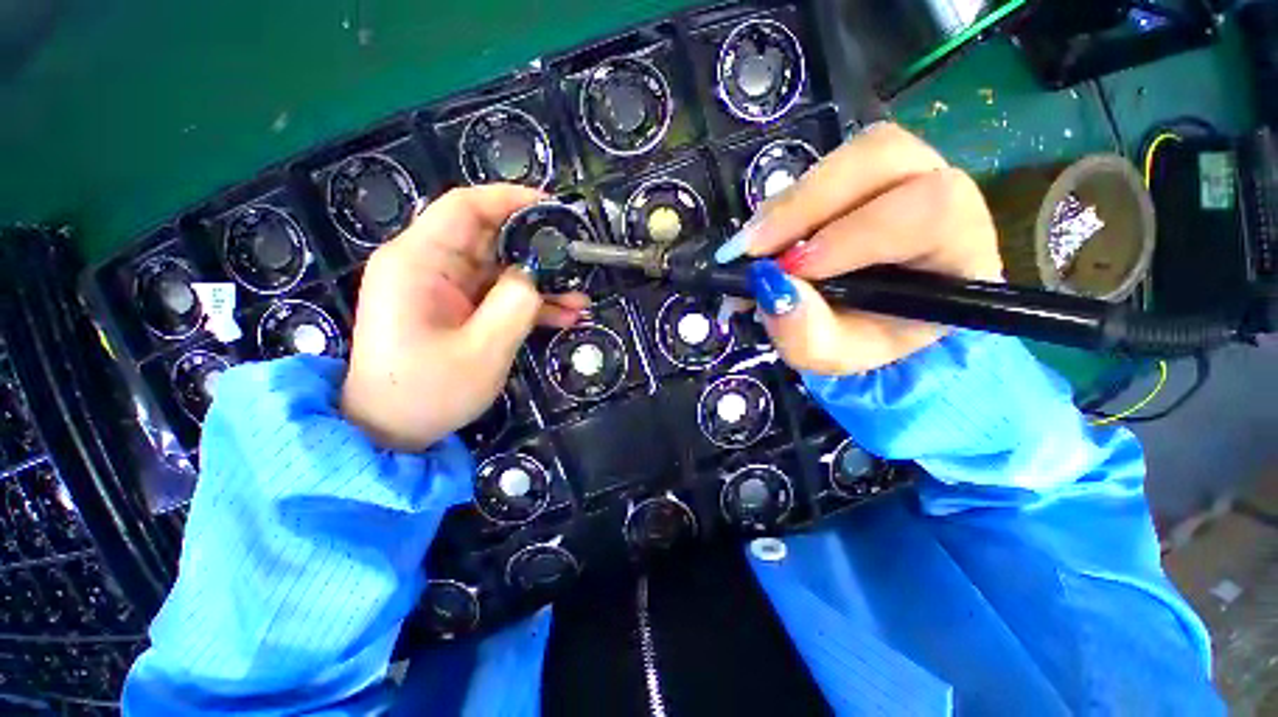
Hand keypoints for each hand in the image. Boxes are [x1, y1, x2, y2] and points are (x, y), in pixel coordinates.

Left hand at [341, 185, 588, 450]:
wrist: (389, 430)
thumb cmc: (428, 393)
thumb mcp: (482, 351)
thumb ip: (515, 305)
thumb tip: (535, 274)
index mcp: (418, 262)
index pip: (465, 208)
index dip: (510, 199)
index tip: (553, 207)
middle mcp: (427, 265)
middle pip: (489, 238)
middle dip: (537, 249)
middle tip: (577, 260)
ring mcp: (442, 288)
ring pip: (500, 270)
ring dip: (540, 283)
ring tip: (580, 300)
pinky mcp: (454, 308)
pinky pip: (497, 295)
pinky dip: (528, 303)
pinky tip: (563, 316)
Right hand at [719, 123, 1002, 374]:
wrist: (873, 323)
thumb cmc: (866, 340)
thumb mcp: (834, 356)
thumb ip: (806, 334)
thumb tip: (769, 287)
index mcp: (959, 249)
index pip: (928, 210)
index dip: (852, 233)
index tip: (789, 269)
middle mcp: (942, 193)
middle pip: (882, 157)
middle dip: (805, 204)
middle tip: (751, 250)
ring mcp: (902, 175)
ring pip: (847, 157)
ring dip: (787, 204)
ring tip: (751, 248)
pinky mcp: (862, 176)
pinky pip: (820, 172)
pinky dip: (780, 207)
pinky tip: (762, 240)